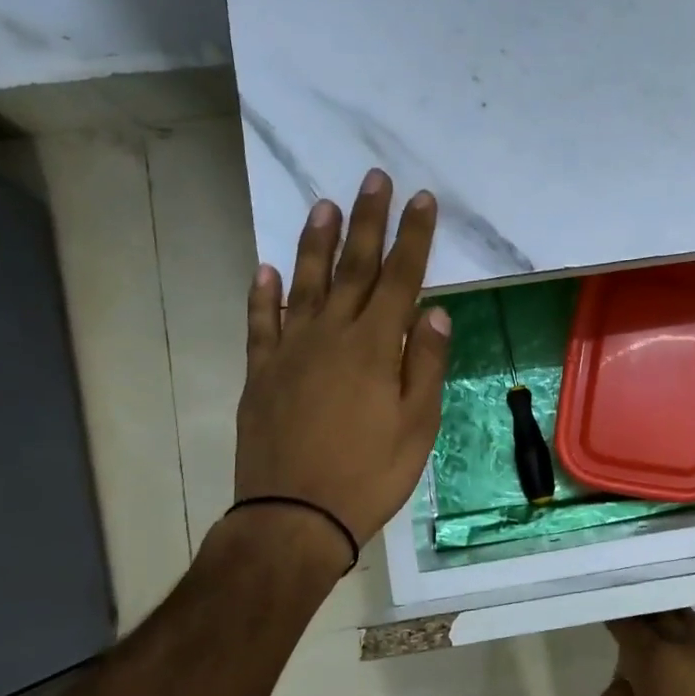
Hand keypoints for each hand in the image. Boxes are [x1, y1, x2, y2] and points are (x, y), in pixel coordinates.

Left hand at [233, 169, 448, 546]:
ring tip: (323, 206)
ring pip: (303, 283)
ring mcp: (290, 351)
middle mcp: (330, 335)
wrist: (294, 516)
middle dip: (368, 221)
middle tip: (374, 179)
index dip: (414, 237)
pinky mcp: (260, 372)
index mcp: (375, 347)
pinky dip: (262, 293)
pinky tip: (264, 269)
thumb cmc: (369, 474)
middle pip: (354, 268)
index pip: (401, 278)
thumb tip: (434, 313)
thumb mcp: (417, 426)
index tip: (421, 199)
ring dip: (315, 242)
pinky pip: (260, 323)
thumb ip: (425, 366)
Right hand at [599, 609, 694, 695]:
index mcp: (657, 659)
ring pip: (691, 618)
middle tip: (631, 624)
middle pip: (661, 615)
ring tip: (662, 629)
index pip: (629, 625)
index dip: (615, 620)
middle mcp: (690, 644)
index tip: (607, 620)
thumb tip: (623, 683)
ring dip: (672, 619)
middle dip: (643, 616)